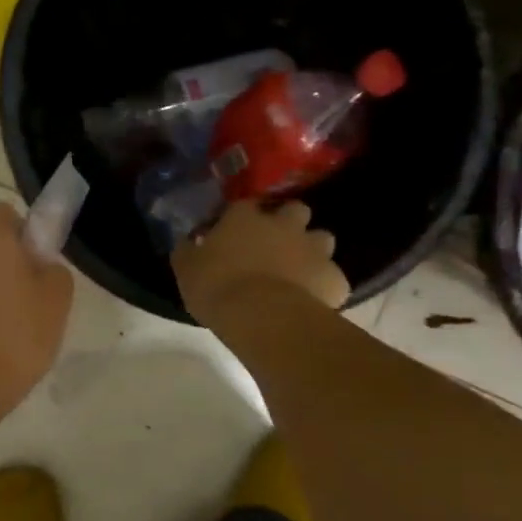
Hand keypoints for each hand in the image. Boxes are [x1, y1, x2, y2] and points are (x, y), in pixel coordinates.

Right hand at [172, 200, 349, 326]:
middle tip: (275, 243)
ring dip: (311, 250)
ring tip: (298, 270)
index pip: (245, 204)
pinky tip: (313, 299)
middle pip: (295, 210)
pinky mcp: (335, 278)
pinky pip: (333, 277)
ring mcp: (314, 250)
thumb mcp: (186, 269)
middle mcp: (283, 225)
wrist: (262, 316)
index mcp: (244, 218)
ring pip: (322, 238)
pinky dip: (325, 284)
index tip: (234, 231)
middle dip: (289, 222)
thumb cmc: (217, 286)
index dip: (242, 216)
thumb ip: (187, 251)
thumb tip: (187, 242)